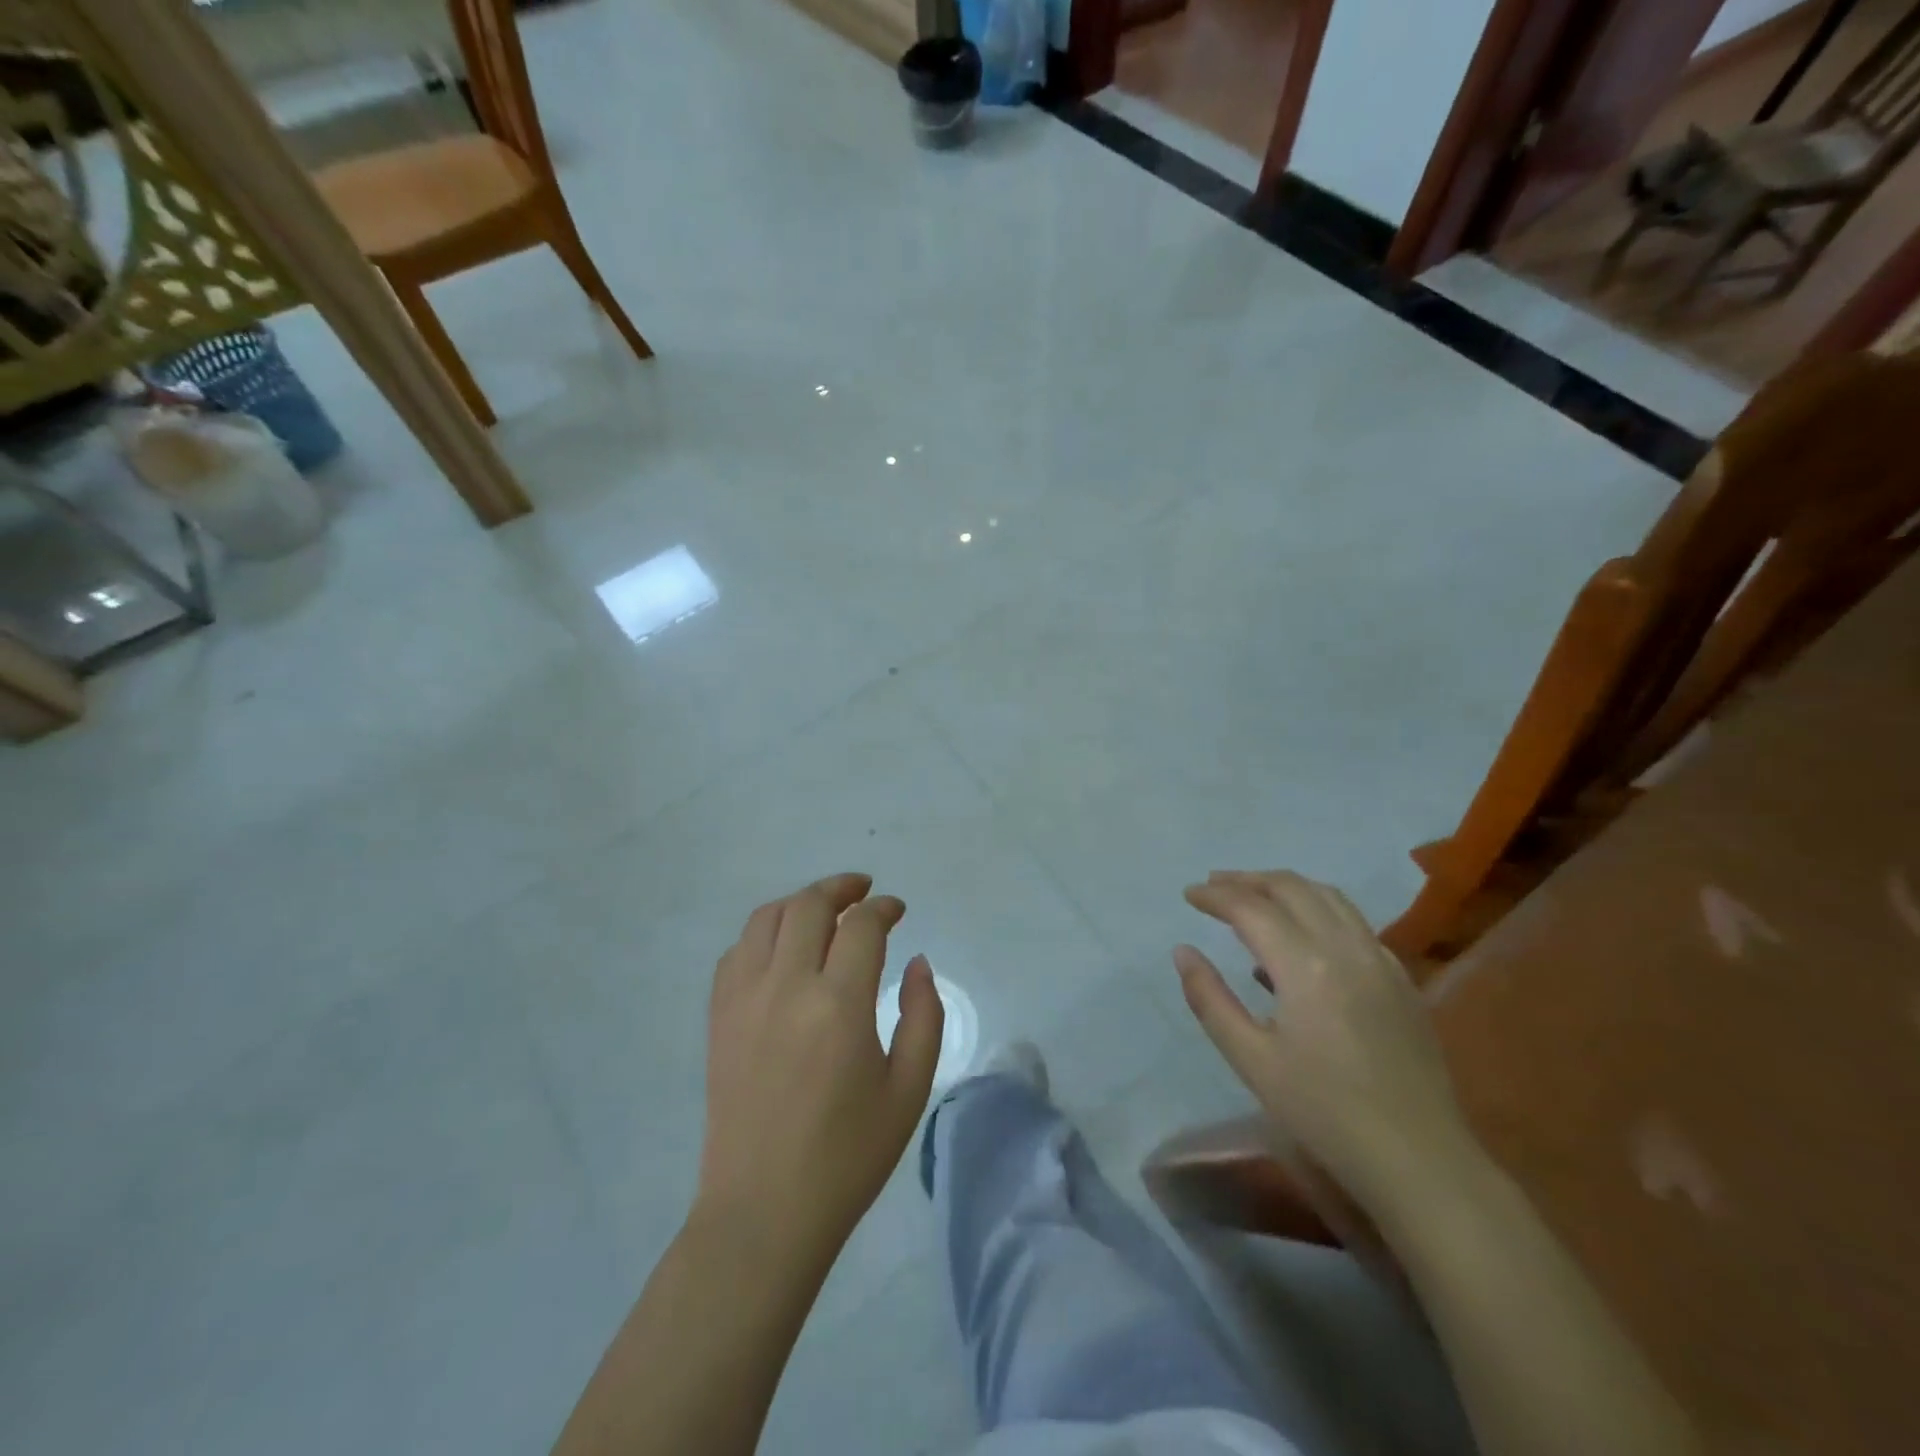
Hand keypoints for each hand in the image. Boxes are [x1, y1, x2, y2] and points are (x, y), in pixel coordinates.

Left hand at [696, 873, 944, 1262]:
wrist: (764, 1212)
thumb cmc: (848, 1156)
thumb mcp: (909, 1089)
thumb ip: (924, 1015)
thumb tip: (915, 962)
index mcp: (838, 1004)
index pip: (861, 925)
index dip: (883, 908)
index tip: (898, 910)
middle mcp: (786, 986)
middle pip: (809, 905)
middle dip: (842, 888)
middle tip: (864, 892)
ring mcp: (744, 998)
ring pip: (767, 917)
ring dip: (800, 902)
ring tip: (824, 910)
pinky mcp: (718, 1017)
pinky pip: (737, 951)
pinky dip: (764, 933)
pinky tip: (782, 948)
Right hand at [1176, 869, 1473, 1197]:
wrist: (1418, 1160)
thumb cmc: (1323, 1112)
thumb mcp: (1251, 1059)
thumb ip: (1210, 998)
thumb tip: (1183, 951)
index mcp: (1304, 965)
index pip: (1250, 907)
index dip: (1215, 895)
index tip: (1188, 894)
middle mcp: (1345, 946)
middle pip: (1291, 887)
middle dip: (1247, 879)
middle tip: (1213, 886)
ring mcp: (1380, 959)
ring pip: (1328, 896)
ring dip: (1285, 886)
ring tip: (1253, 895)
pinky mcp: (1400, 978)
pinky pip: (1353, 922)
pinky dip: (1318, 910)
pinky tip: (1301, 937)